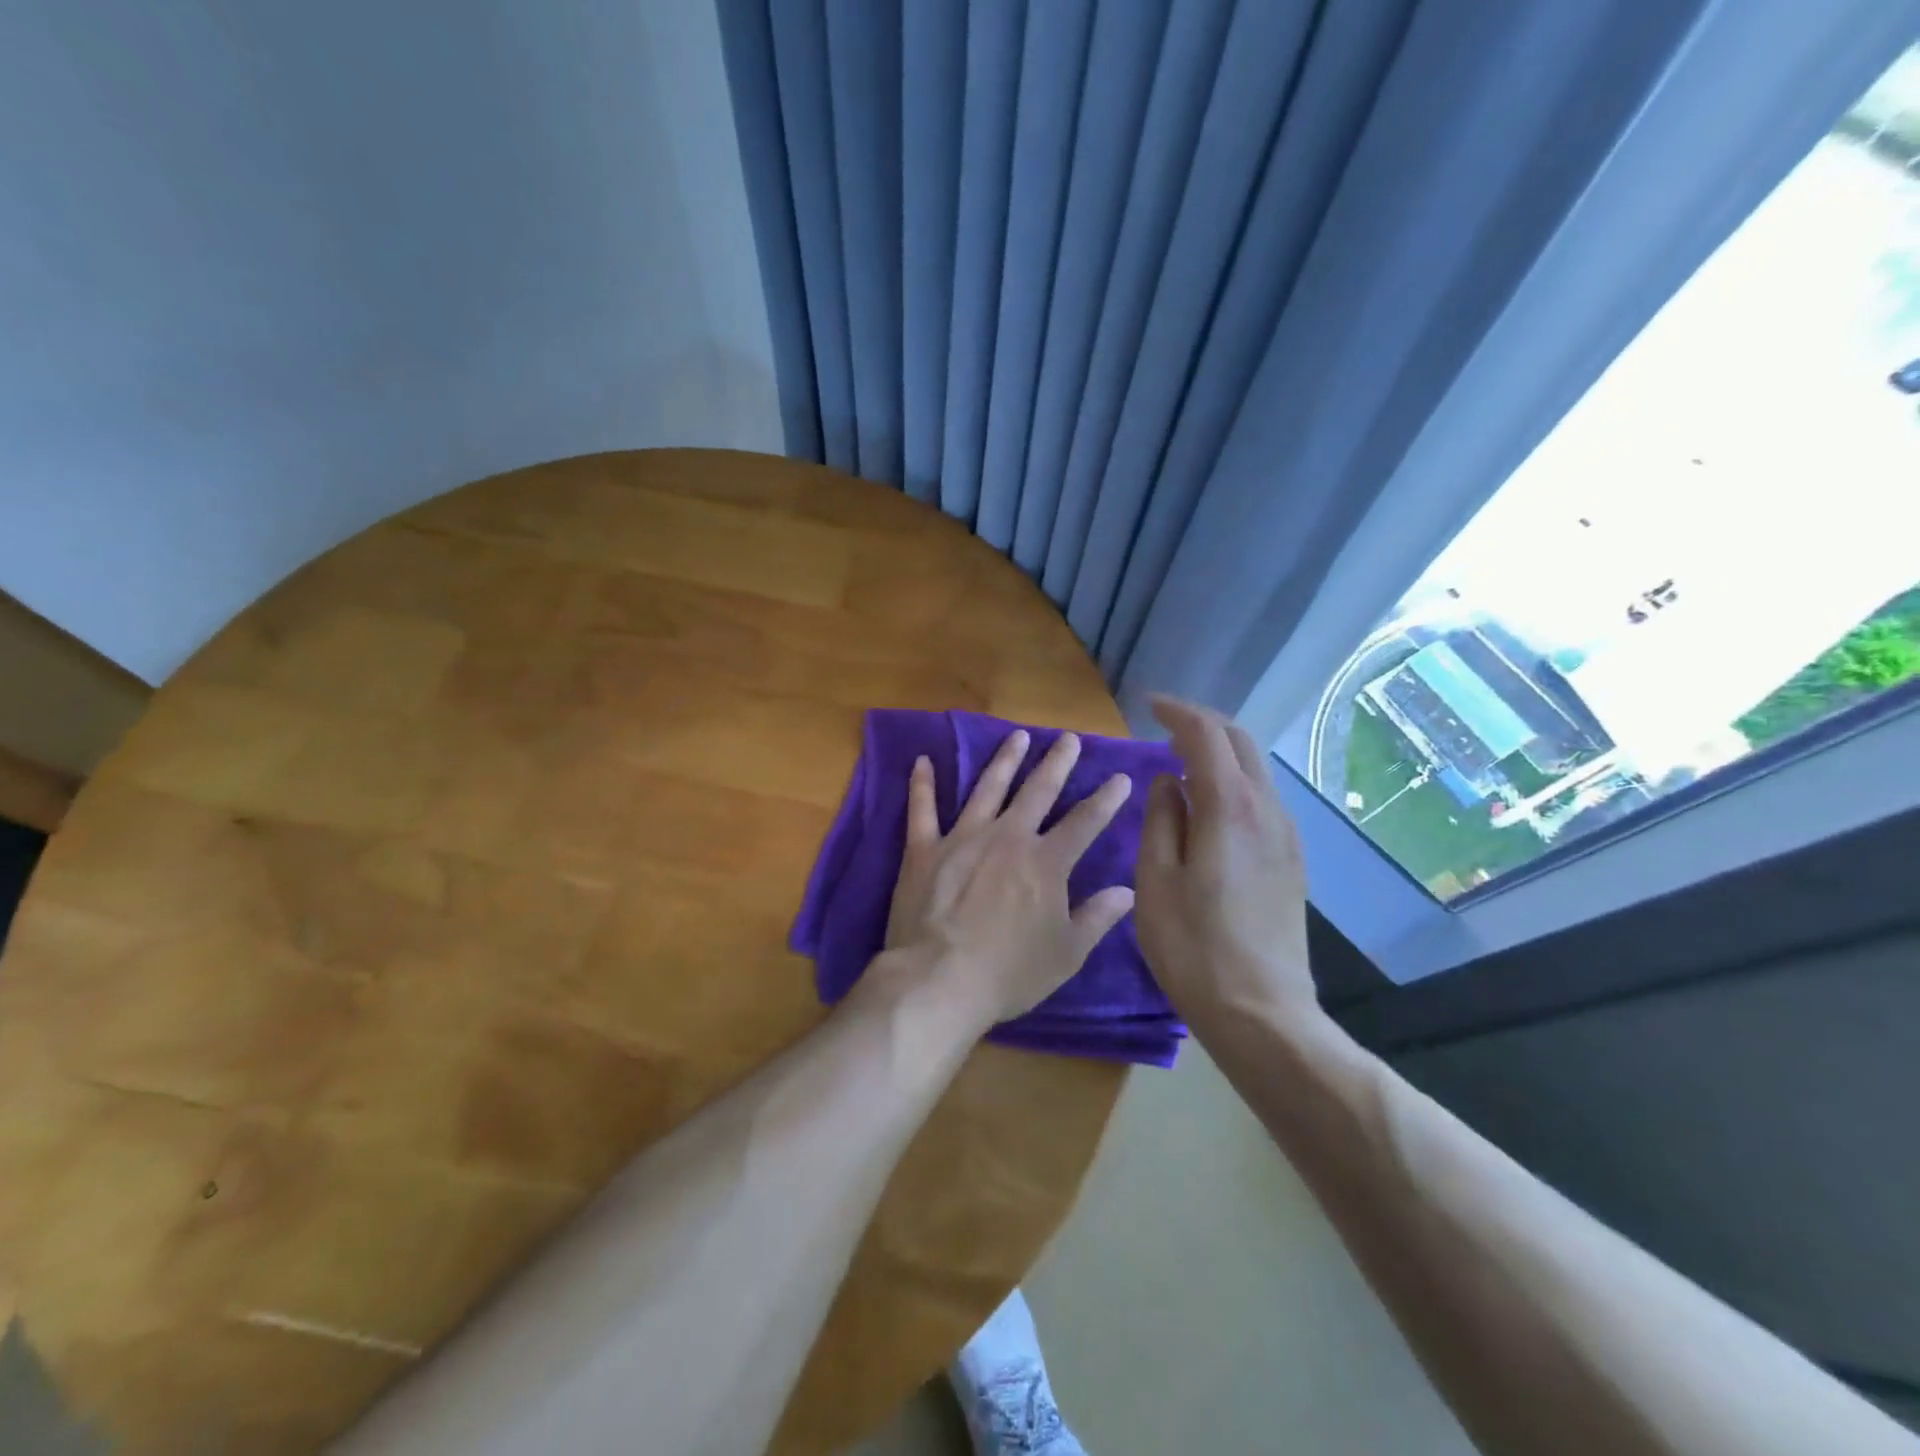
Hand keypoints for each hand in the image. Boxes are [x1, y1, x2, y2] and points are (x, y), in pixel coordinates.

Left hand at [880, 729, 1136, 1029]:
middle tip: (1069, 738)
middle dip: (1057, 763)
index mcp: (1045, 863)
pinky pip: (922, 808)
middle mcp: (1007, 838)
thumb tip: (1127, 890)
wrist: (939, 979)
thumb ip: (1096, 917)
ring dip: (1004, 760)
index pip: (1085, 822)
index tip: (1120, 777)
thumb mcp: (1066, 954)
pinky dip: (922, 784)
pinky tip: (922, 760)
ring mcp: (963, 837)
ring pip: (987, 787)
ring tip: (1018, 736)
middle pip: (1038, 791)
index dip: (1106, 799)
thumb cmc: (1008, 973)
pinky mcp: (924, 848)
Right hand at [1135, 696, 1317, 1037]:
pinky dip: (1234, 781)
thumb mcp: (1156, 879)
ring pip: (1255, 770)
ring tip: (1182, 762)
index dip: (1177, 713)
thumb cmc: (1193, 946)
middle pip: (1240, 742)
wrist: (1262, 1011)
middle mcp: (1266, 809)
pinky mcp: (1292, 860)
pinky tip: (1209, 805)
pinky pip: (1262, 799)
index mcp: (1229, 807)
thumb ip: (1161, 819)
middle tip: (1165, 726)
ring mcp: (1286, 835)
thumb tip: (1168, 781)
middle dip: (1203, 724)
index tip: (1148, 705)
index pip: (1206, 735)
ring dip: (1221, 752)